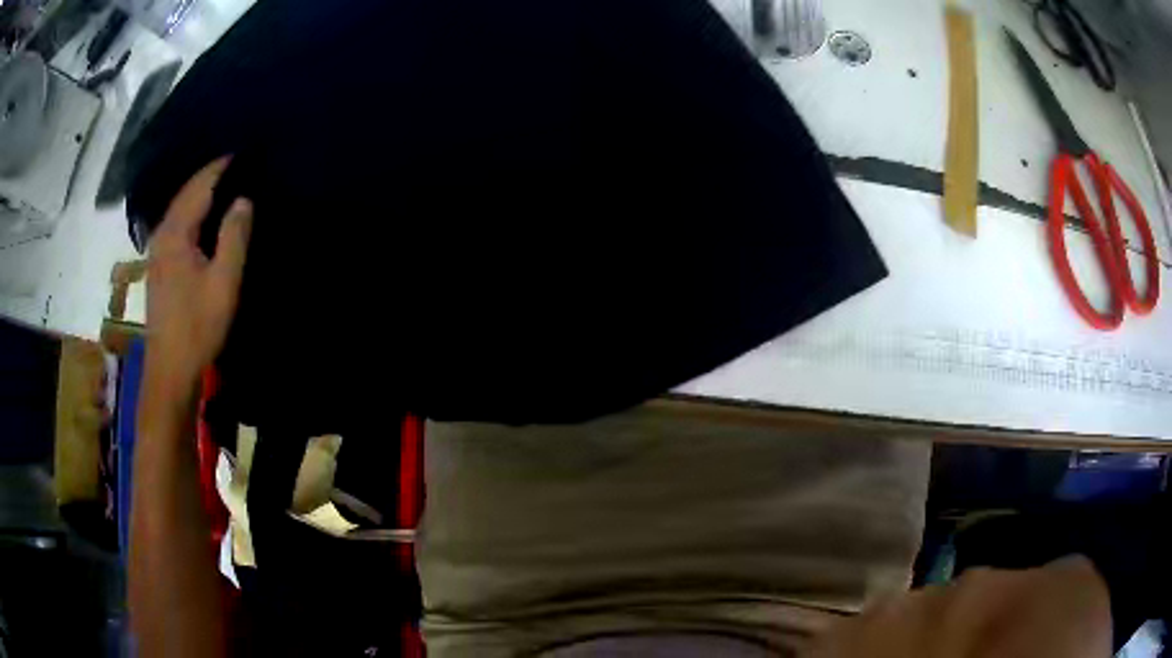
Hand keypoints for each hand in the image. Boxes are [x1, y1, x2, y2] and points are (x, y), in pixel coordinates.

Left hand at [145, 157, 252, 398]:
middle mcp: (162, 235)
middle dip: (209, 175)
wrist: (170, 369)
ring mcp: (157, 252)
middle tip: (237, 163)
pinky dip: (192, 212)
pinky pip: (177, 225)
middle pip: (186, 193)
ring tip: (225, 184)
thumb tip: (243, 199)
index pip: (199, 186)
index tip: (243, 152)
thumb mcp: (224, 282)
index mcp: (175, 233)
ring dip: (200, 193)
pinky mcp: (158, 267)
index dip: (220, 166)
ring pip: (179, 209)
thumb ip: (234, 236)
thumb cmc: (197, 326)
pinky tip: (204, 217)